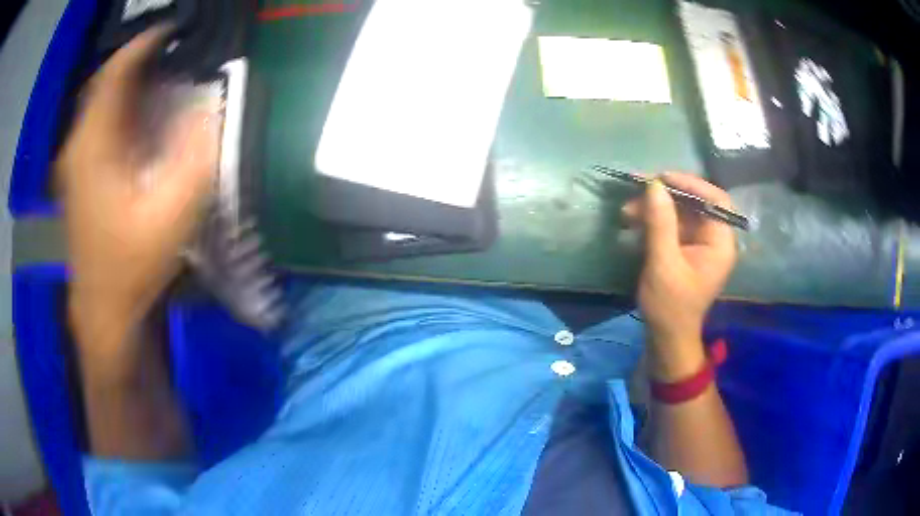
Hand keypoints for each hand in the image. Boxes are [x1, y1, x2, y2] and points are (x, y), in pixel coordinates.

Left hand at [58, 27, 218, 358]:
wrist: (103, 308)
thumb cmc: (131, 266)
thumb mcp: (170, 214)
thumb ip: (194, 157)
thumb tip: (212, 109)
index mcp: (94, 145)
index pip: (116, 72)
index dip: (145, 44)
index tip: (175, 31)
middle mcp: (79, 145)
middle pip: (108, 82)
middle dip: (141, 62)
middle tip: (175, 54)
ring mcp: (77, 162)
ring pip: (103, 103)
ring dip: (132, 85)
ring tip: (164, 78)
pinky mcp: (80, 176)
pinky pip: (101, 125)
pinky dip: (123, 109)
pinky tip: (142, 118)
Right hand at [623, 173, 736, 379]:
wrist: (666, 337)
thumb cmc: (670, 306)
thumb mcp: (664, 264)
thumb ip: (661, 223)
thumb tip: (653, 185)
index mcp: (721, 243)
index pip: (716, 200)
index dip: (691, 184)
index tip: (662, 178)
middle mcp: (714, 238)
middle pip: (696, 203)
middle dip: (666, 195)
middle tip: (637, 189)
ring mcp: (700, 243)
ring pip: (681, 212)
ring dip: (655, 207)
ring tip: (627, 210)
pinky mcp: (686, 248)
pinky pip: (673, 224)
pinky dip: (654, 219)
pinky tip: (634, 221)